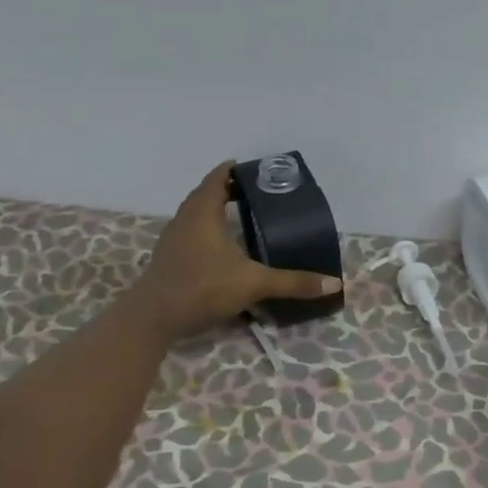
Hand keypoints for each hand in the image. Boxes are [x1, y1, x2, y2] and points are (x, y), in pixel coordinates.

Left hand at [125, 161, 341, 341]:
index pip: (217, 180)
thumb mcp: (254, 283)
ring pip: (195, 215)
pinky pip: (191, 234)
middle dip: (227, 190)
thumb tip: (334, 283)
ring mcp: (173, 241)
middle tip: (254, 193)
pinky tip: (223, 248)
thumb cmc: (202, 288)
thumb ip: (293, 282)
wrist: (153, 318)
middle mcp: (185, 220)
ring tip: (241, 217)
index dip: (233, 171)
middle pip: (205, 195)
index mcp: (202, 214)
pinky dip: (207, 232)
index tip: (252, 169)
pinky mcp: (169, 260)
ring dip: (214, 211)